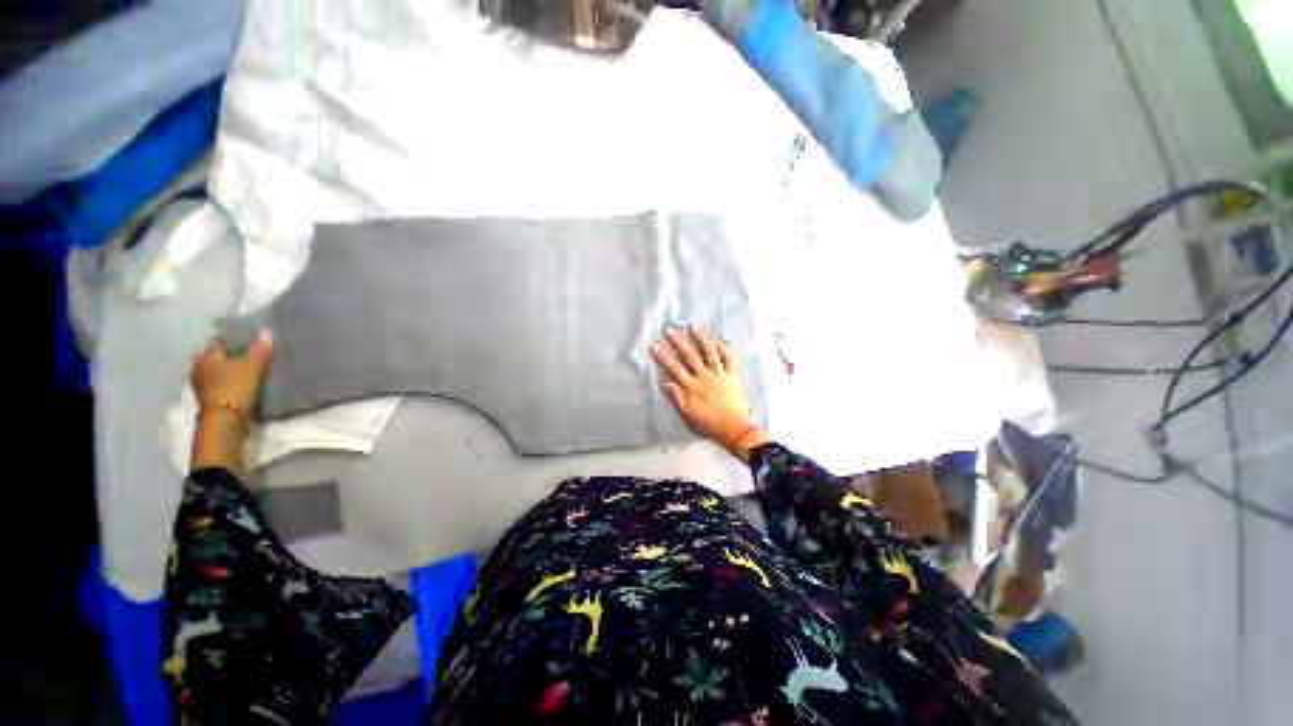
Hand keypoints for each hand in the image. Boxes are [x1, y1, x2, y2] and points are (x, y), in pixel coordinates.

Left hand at [191, 330, 275, 416]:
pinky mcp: (210, 400)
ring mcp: (203, 386)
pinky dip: (231, 384)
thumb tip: (267, 331)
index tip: (249, 339)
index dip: (234, 339)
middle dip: (231, 356)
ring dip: (230, 372)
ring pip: (219, 372)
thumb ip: (259, 349)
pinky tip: (244, 385)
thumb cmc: (234, 387)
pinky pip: (222, 386)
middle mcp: (200, 368)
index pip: (220, 341)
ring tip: (249, 371)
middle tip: (250, 355)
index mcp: (207, 355)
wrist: (226, 421)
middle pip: (218, 357)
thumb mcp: (252, 365)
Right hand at [651, 325, 766, 462]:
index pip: (674, 368)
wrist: (734, 429)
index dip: (663, 357)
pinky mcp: (732, 375)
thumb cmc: (709, 424)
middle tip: (669, 329)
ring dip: (701, 338)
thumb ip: (677, 398)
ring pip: (709, 352)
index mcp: (692, 387)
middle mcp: (705, 377)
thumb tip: (666, 383)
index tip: (654, 346)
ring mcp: (720, 374)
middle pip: (689, 355)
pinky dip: (723, 348)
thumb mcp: (688, 415)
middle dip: (678, 341)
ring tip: (694, 326)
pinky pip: (729, 358)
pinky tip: (717, 340)